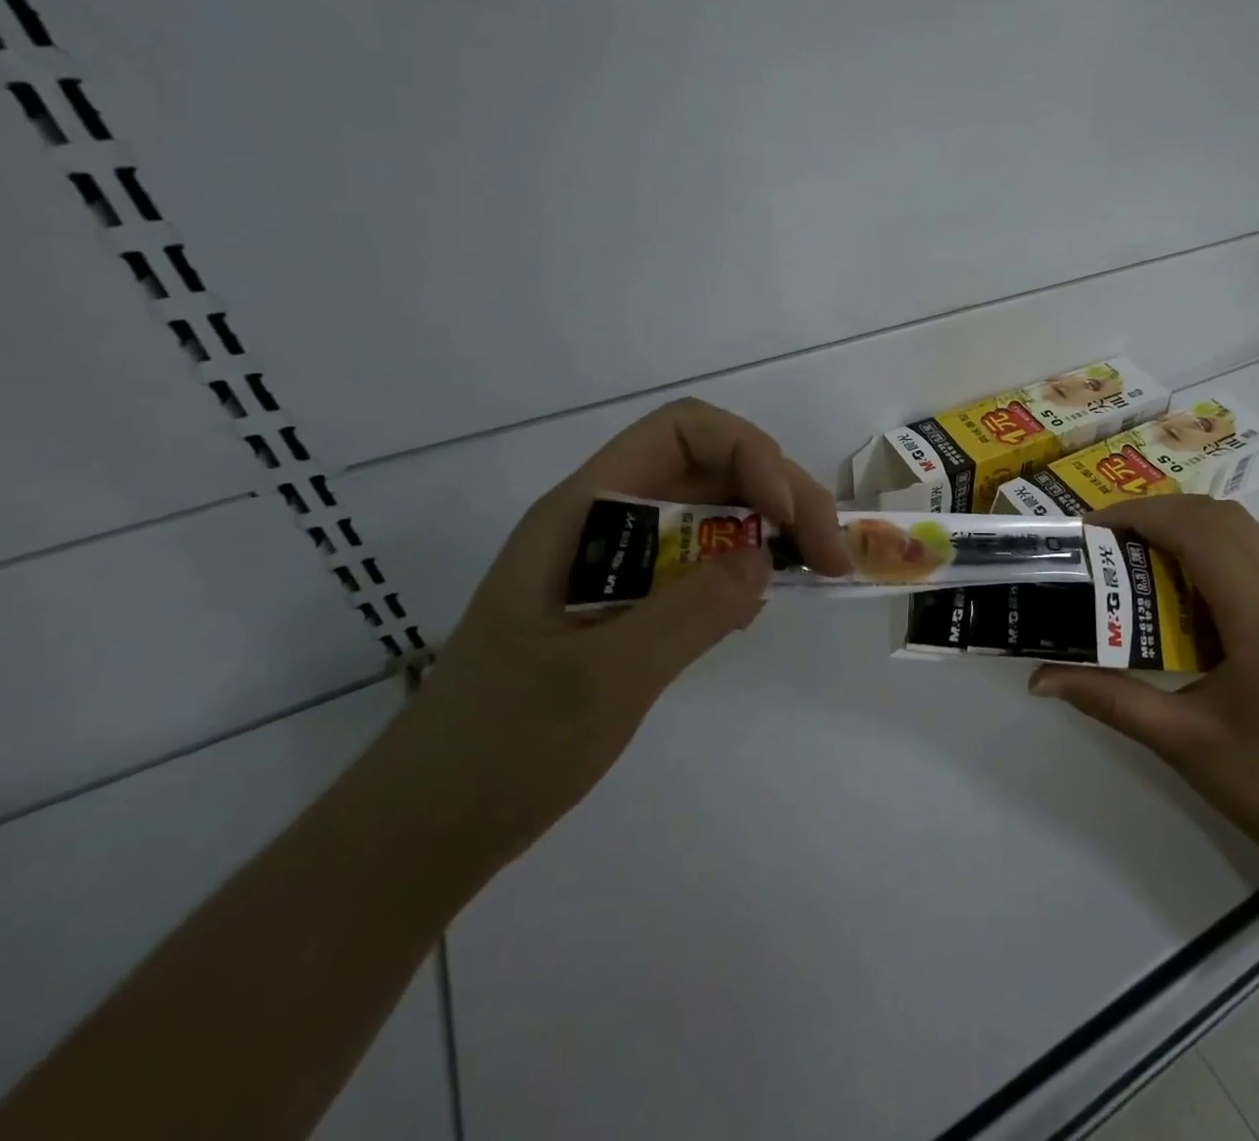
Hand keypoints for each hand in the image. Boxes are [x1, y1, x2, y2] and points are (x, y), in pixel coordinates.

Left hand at [375, 398, 848, 870]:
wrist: (428, 827)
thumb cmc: (502, 747)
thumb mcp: (603, 679)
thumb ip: (689, 609)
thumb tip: (765, 555)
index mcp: (584, 511)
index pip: (682, 432)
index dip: (748, 454)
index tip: (786, 518)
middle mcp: (604, 520)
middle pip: (712, 466)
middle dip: (781, 493)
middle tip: (830, 555)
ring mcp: (616, 561)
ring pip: (712, 510)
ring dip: (772, 526)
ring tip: (816, 570)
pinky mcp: (627, 602)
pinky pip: (701, 559)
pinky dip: (744, 566)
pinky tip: (762, 602)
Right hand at [1029, 496, 1258, 872]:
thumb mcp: (1180, 741)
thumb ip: (1108, 698)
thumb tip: (1039, 679)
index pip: (1196, 532)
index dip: (1140, 516)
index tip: (1090, 528)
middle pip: (1219, 516)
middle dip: (1157, 513)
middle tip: (1107, 539)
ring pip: (1244, 526)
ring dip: (1188, 523)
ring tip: (1140, 551)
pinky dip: (1215, 542)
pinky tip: (1187, 583)